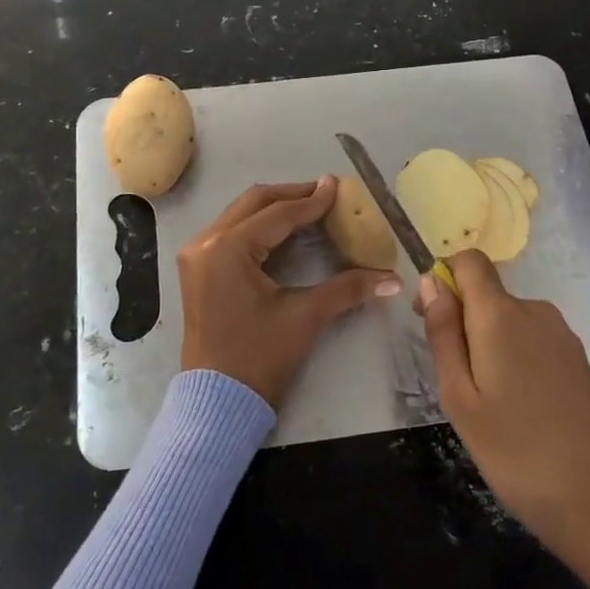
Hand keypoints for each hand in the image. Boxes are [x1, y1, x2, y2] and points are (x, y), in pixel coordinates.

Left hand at [179, 177, 401, 407]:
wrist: (217, 402)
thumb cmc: (259, 358)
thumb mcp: (304, 318)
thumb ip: (348, 289)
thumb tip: (393, 279)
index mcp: (227, 249)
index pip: (277, 214)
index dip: (311, 200)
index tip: (338, 186)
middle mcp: (205, 242)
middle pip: (253, 202)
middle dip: (291, 195)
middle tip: (325, 192)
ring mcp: (196, 255)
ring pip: (239, 214)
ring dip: (274, 207)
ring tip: (309, 206)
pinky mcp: (197, 268)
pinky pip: (230, 231)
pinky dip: (258, 224)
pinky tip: (284, 230)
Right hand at [418, 251, 589, 588]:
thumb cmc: (517, 453)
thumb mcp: (460, 397)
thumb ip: (443, 333)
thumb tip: (431, 280)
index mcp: (501, 315)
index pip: (469, 260)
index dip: (445, 278)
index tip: (432, 318)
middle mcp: (535, 311)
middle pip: (487, 293)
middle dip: (463, 321)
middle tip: (456, 381)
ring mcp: (562, 335)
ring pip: (508, 320)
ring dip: (488, 344)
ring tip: (488, 404)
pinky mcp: (578, 360)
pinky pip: (532, 339)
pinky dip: (514, 358)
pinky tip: (519, 408)